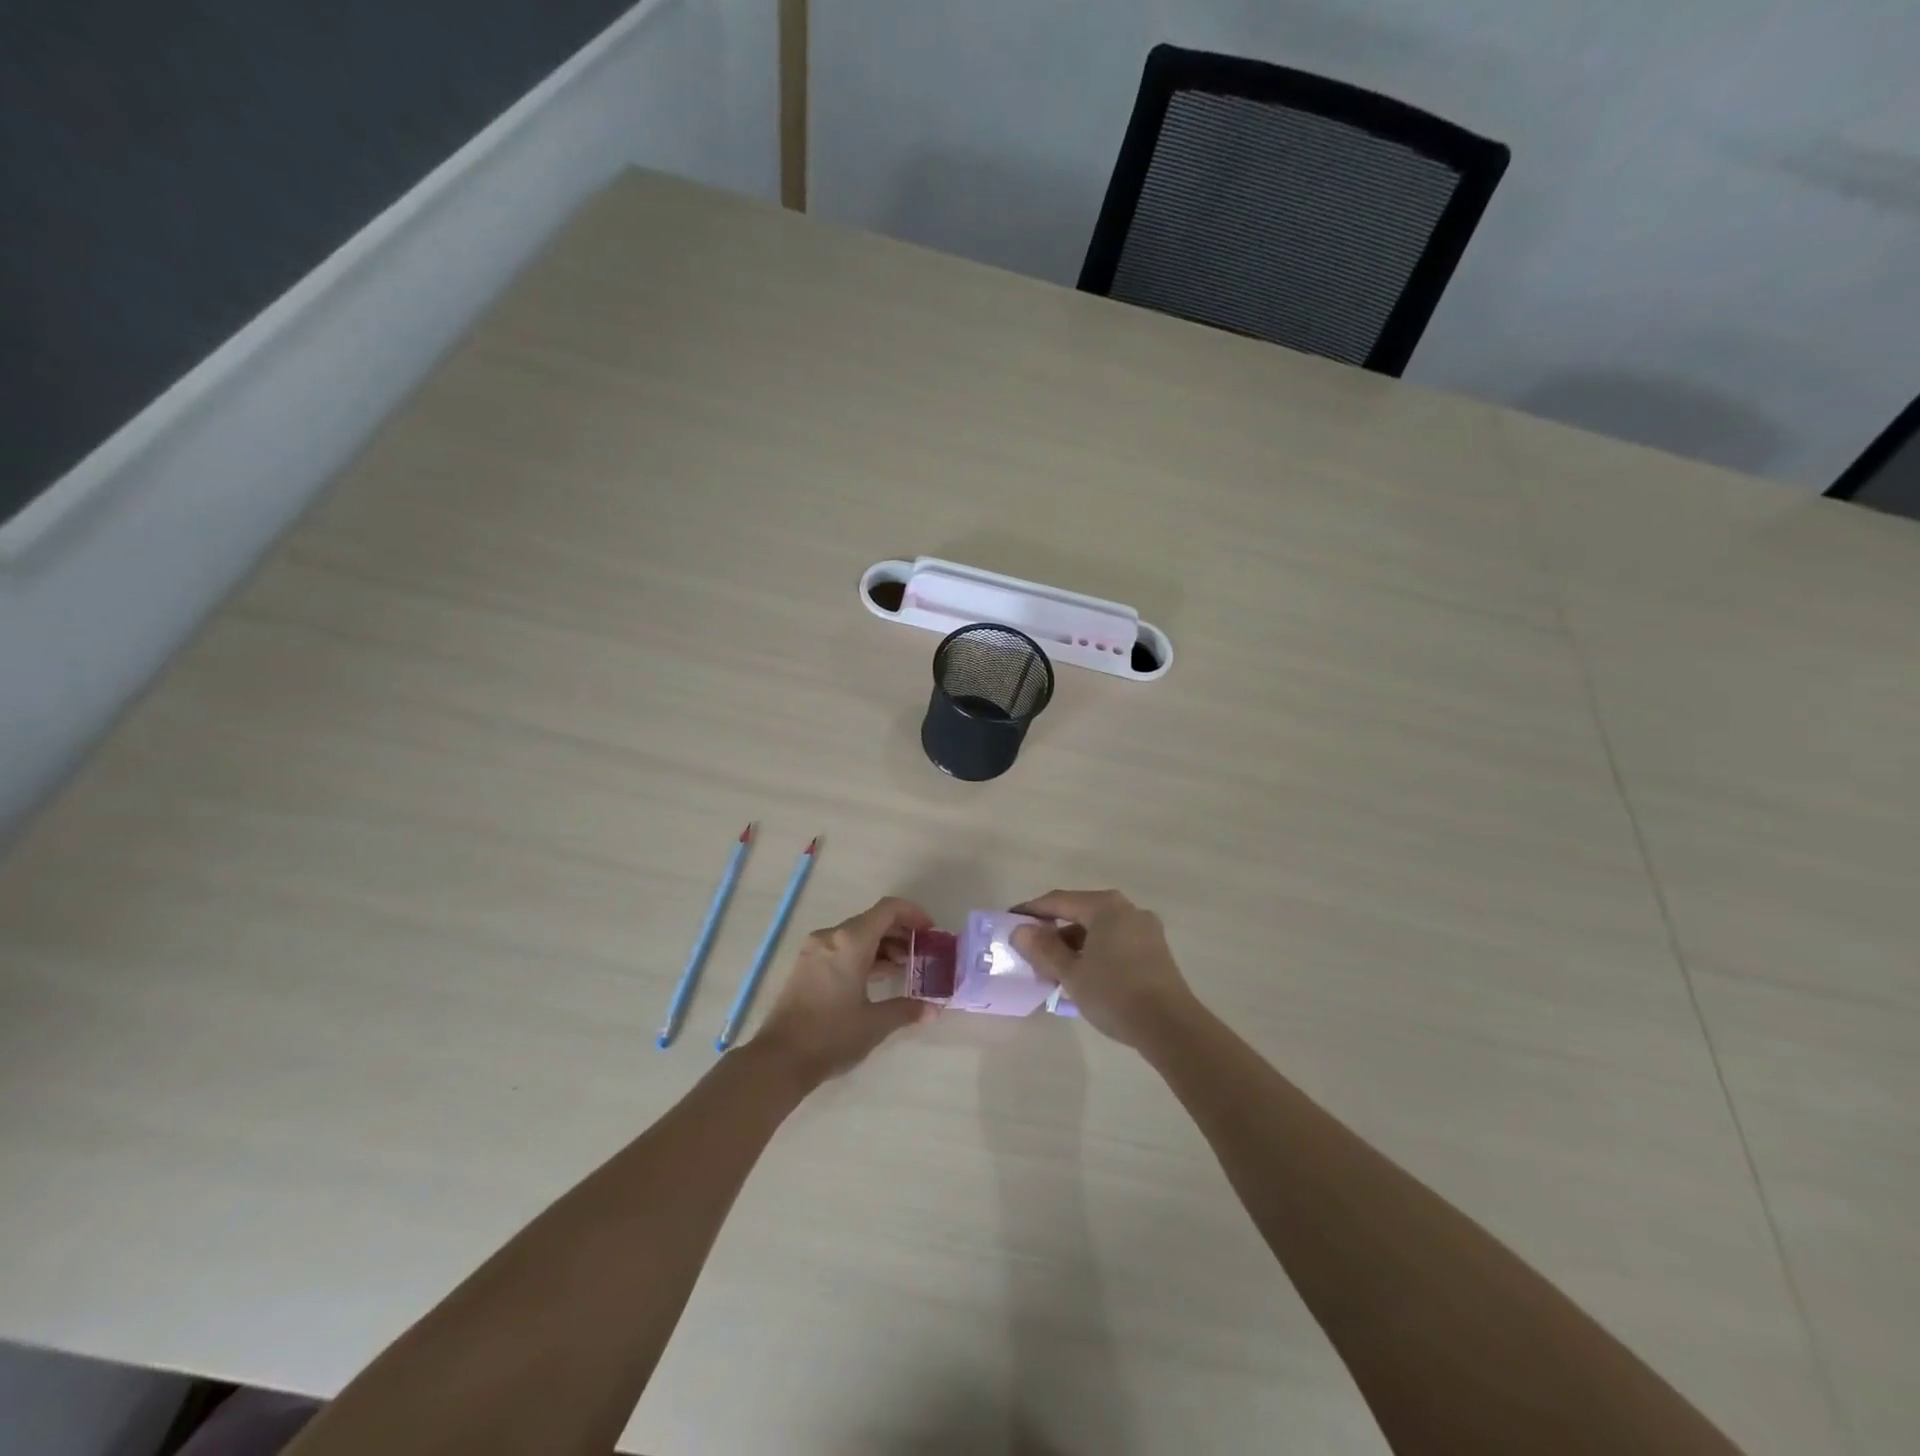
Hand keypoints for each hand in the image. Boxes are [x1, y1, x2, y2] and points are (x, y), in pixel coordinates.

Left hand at [754, 896, 939, 1084]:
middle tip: (923, 953)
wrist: (779, 1059)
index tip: (932, 932)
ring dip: (882, 945)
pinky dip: (863, 955)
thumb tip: (933, 1010)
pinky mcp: (806, 965)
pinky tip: (877, 977)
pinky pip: (842, 947)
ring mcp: (815, 950)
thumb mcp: (875, 1024)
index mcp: (850, 941)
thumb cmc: (831, 1036)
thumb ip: (907, 1010)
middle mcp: (832, 936)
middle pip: (873, 920)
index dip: (914, 914)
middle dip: (901, 932)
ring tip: (904, 968)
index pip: (888, 909)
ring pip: (857, 934)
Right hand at [1011, 889, 1198, 1048]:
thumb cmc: (1115, 993)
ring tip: (1055, 971)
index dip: (1031, 911)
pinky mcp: (1155, 950)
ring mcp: (1145, 929)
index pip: (1058, 901)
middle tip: (1031, 952)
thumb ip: (1043, 948)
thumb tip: (1020, 930)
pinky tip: (1084, 976)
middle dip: (1053, 932)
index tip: (1009, 921)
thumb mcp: (1071, 973)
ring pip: (1098, 929)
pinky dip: (1094, 952)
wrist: (1171, 1027)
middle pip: (1080, 913)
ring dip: (1074, 945)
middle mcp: (1127, 909)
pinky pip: (1115, 942)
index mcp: (1105, 906)